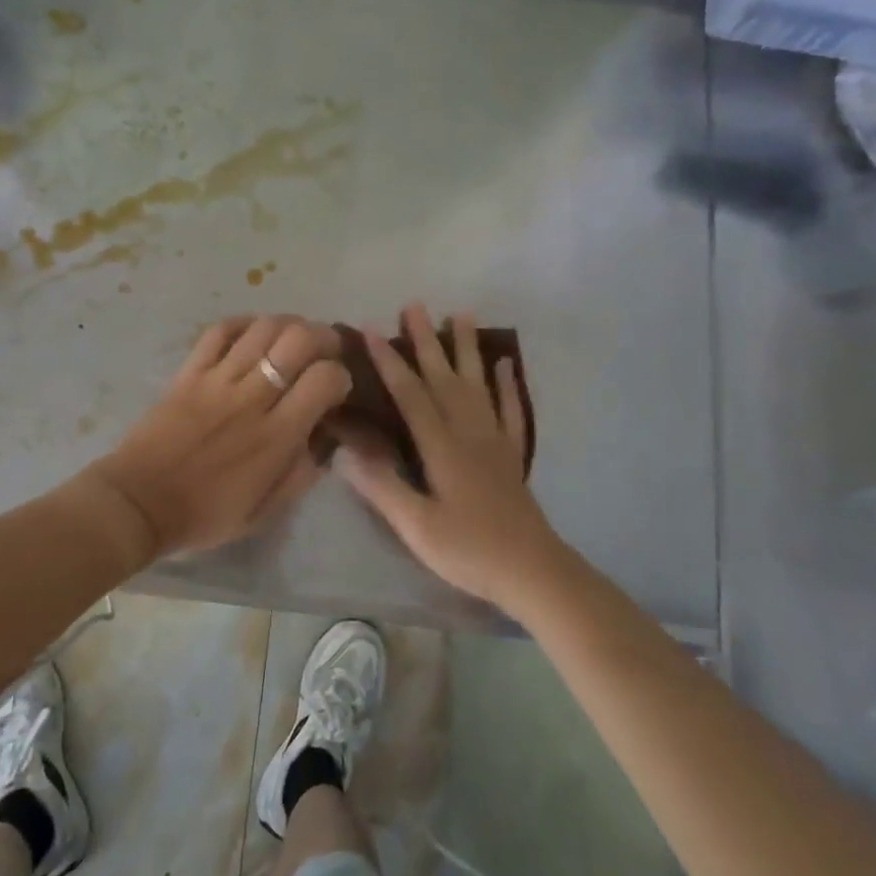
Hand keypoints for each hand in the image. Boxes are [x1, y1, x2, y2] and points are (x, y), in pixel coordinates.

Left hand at [93, 316, 351, 558]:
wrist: (139, 503)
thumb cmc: (205, 513)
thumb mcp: (265, 511)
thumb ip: (300, 474)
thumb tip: (322, 439)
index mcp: (276, 436)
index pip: (325, 379)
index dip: (340, 375)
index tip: (336, 387)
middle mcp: (253, 398)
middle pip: (298, 340)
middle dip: (322, 336)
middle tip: (324, 349)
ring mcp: (218, 379)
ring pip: (263, 328)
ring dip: (288, 324)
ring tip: (292, 337)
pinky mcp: (190, 371)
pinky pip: (220, 330)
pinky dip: (243, 323)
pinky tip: (253, 332)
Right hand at [334, 304, 565, 612]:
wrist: (531, 571)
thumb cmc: (468, 550)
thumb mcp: (416, 526)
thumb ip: (382, 486)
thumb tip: (344, 450)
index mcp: (441, 446)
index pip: (410, 394)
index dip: (389, 360)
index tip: (370, 329)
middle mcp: (467, 430)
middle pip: (443, 376)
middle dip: (426, 339)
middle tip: (414, 304)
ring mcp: (493, 438)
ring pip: (477, 382)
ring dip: (467, 347)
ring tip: (462, 313)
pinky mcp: (511, 452)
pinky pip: (509, 408)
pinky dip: (506, 383)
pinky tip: (505, 363)